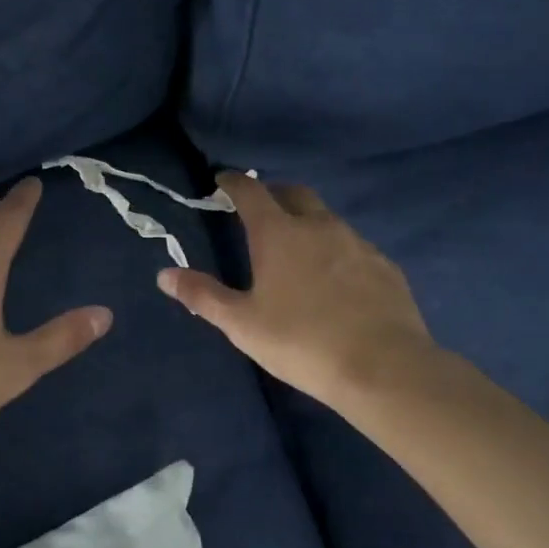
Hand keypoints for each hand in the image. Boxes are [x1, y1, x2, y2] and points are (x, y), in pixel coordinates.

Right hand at [156, 173, 444, 410]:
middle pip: (293, 193)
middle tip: (258, 209)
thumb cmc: (301, 342)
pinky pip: (352, 244)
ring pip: (326, 217)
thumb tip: (164, 274)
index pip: (251, 192)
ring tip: (295, 244)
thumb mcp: (242, 324)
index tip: (222, 181)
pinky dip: (334, 247)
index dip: (233, 182)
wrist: (382, 367)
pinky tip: (333, 275)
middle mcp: (319, 226)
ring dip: (306, 220)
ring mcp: (357, 242)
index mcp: (279, 233)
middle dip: (273, 193)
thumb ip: (203, 296)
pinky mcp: (384, 265)